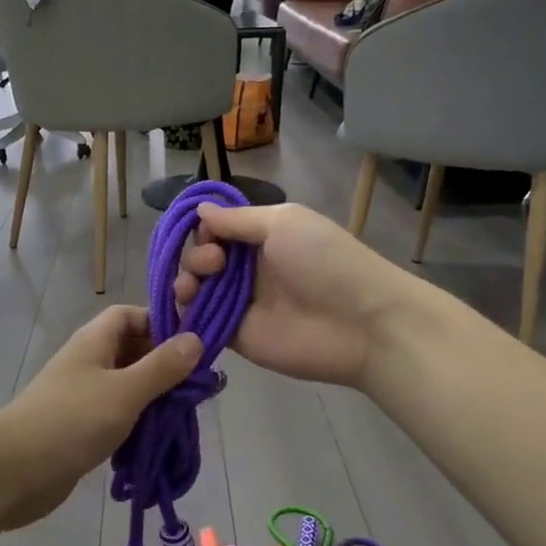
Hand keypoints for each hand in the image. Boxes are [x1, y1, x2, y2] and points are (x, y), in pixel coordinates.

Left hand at [0, 307, 201, 529]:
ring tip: (183, 415)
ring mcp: (83, 394)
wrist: (14, 471)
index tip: (193, 345)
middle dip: (164, 365)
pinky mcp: (81, 425)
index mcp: (95, 340)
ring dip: (153, 397)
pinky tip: (157, 438)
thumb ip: (162, 367)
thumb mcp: (125, 391)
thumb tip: (196, 338)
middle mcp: (89, 361)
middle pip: (132, 349)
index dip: (161, 322)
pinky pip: (117, 413)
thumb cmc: (72, 420)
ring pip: (127, 384)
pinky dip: (137, 422)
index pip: (131, 315)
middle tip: (197, 387)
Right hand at [174, 202, 413, 387]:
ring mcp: (240, 303)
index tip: (207, 235)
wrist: (361, 323)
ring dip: (184, 281)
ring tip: (192, 286)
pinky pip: (199, 322)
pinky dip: (184, 313)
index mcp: (261, 238)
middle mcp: (247, 269)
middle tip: (213, 263)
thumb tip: (200, 210)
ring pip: (195, 289)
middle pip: (201, 258)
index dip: (203, 230)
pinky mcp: (235, 335)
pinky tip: (184, 305)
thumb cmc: (325, 261)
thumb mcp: (283, 223)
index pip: (216, 231)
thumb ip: (237, 220)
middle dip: (195, 255)